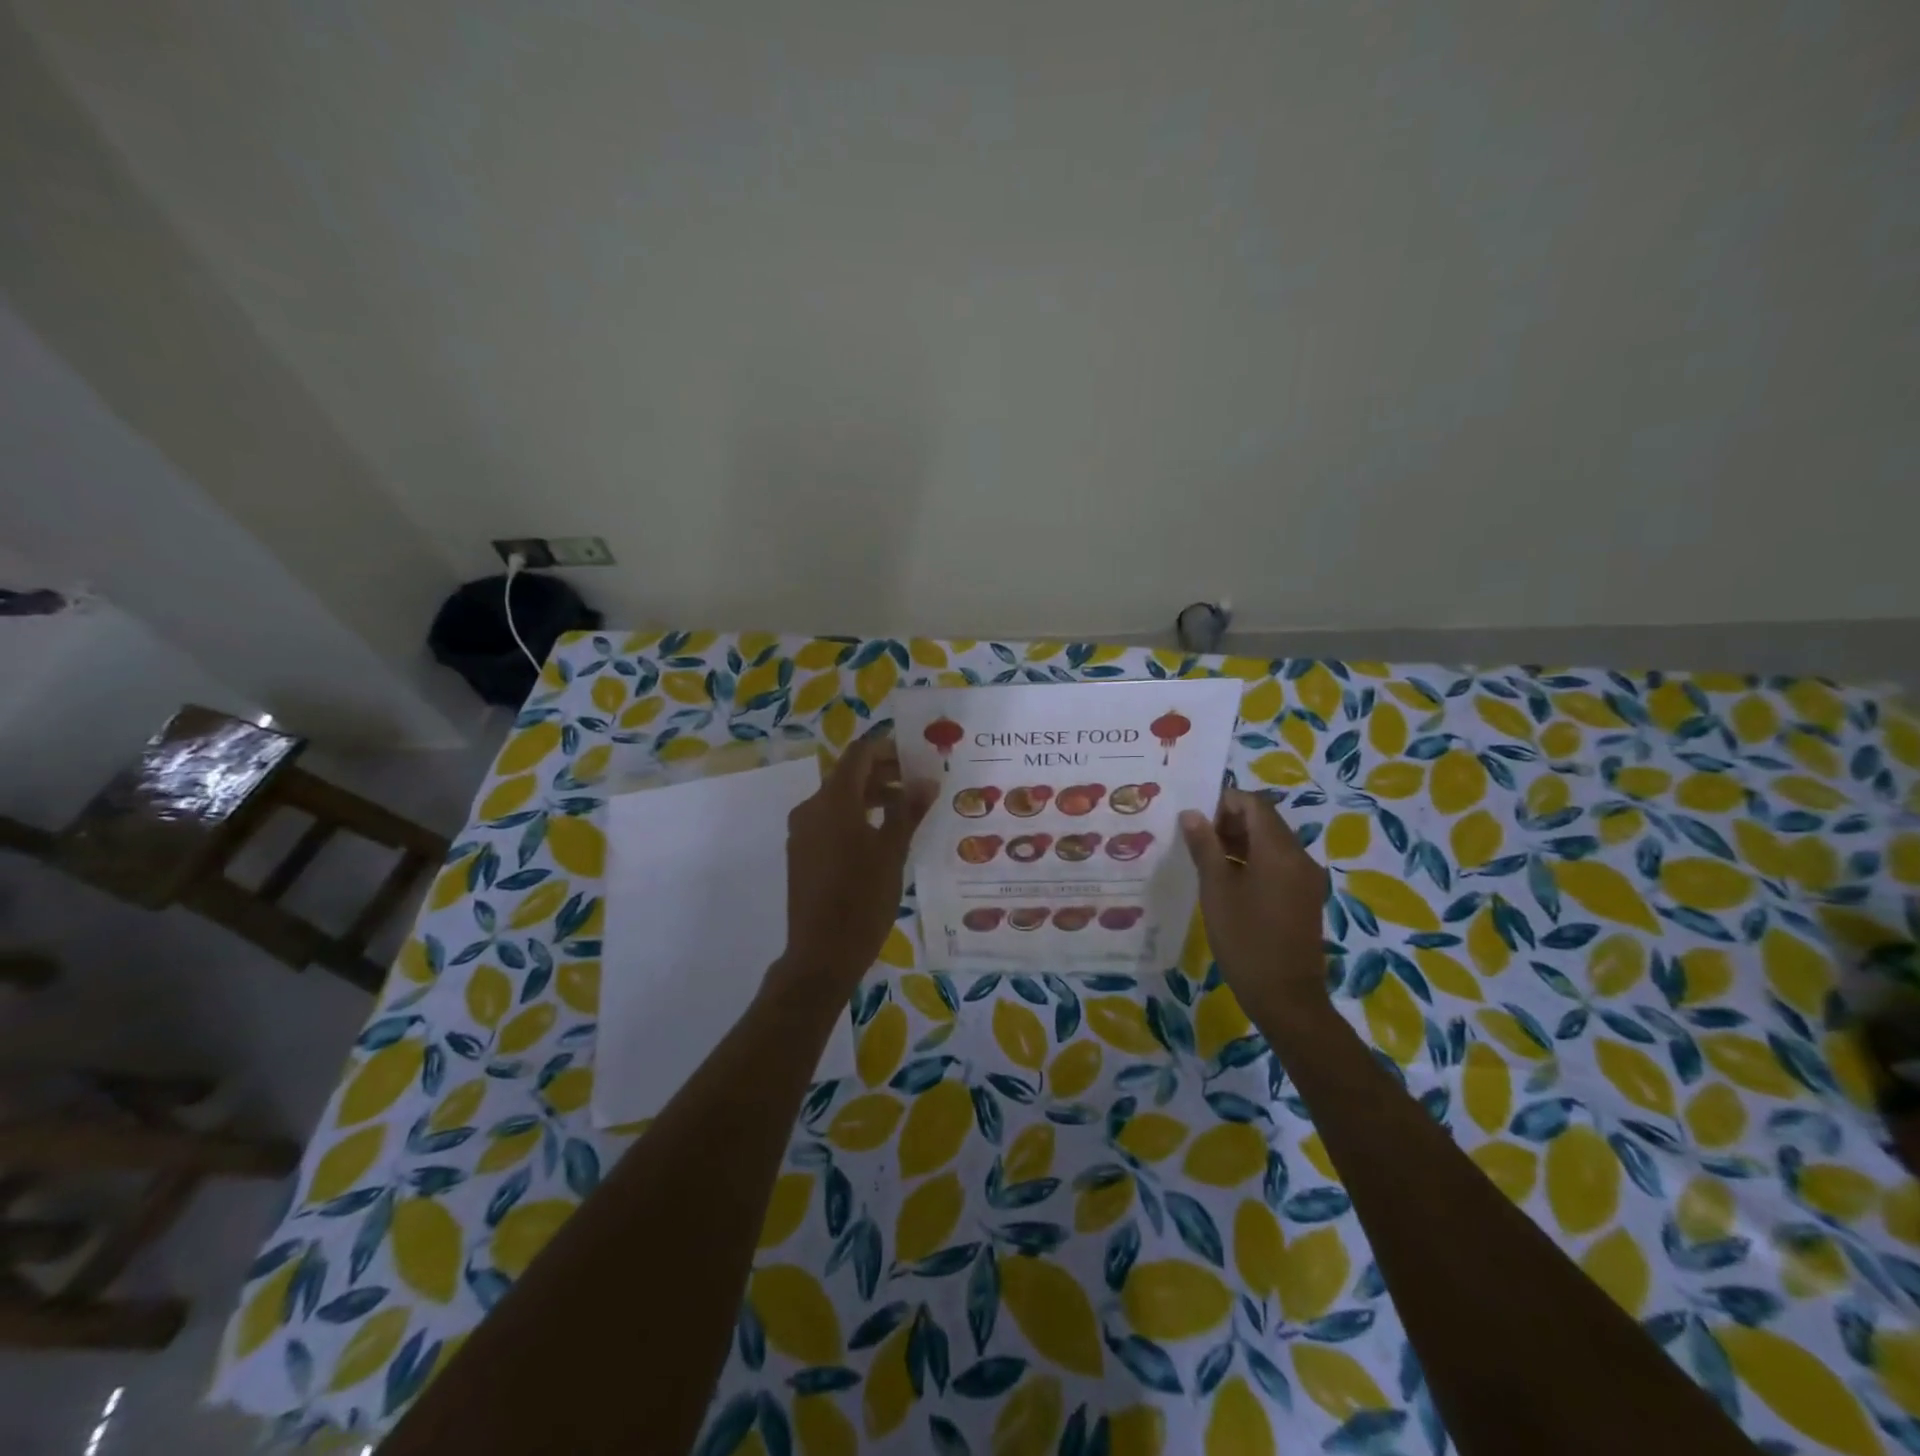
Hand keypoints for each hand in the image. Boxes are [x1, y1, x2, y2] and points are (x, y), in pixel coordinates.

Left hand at [770, 734, 936, 1002]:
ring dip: (872, 796)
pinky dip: (856, 817)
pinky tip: (883, 836)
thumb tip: (927, 780)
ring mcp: (802, 832)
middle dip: (884, 773)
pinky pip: (831, 821)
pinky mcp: (802, 854)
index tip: (917, 755)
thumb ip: (908, 810)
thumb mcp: (893, 851)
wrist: (821, 954)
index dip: (888, 748)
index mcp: (832, 801)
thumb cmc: (862, 899)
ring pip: (840, 800)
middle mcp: (811, 808)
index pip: (859, 755)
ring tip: (907, 809)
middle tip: (919, 782)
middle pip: (848, 776)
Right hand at [1179, 788, 1330, 1018]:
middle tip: (1195, 837)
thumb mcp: (1216, 889)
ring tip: (1205, 857)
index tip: (1194, 817)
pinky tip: (1226, 879)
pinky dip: (1253, 861)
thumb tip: (1192, 814)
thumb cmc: (1245, 938)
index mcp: (1279, 850)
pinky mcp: (1304, 897)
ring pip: (1271, 843)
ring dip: (1240, 841)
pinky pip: (1278, 864)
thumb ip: (1204, 846)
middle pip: (1265, 821)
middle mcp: (1299, 857)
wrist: (1285, 996)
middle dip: (1229, 821)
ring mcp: (1305, 878)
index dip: (1223, 802)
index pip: (1253, 804)